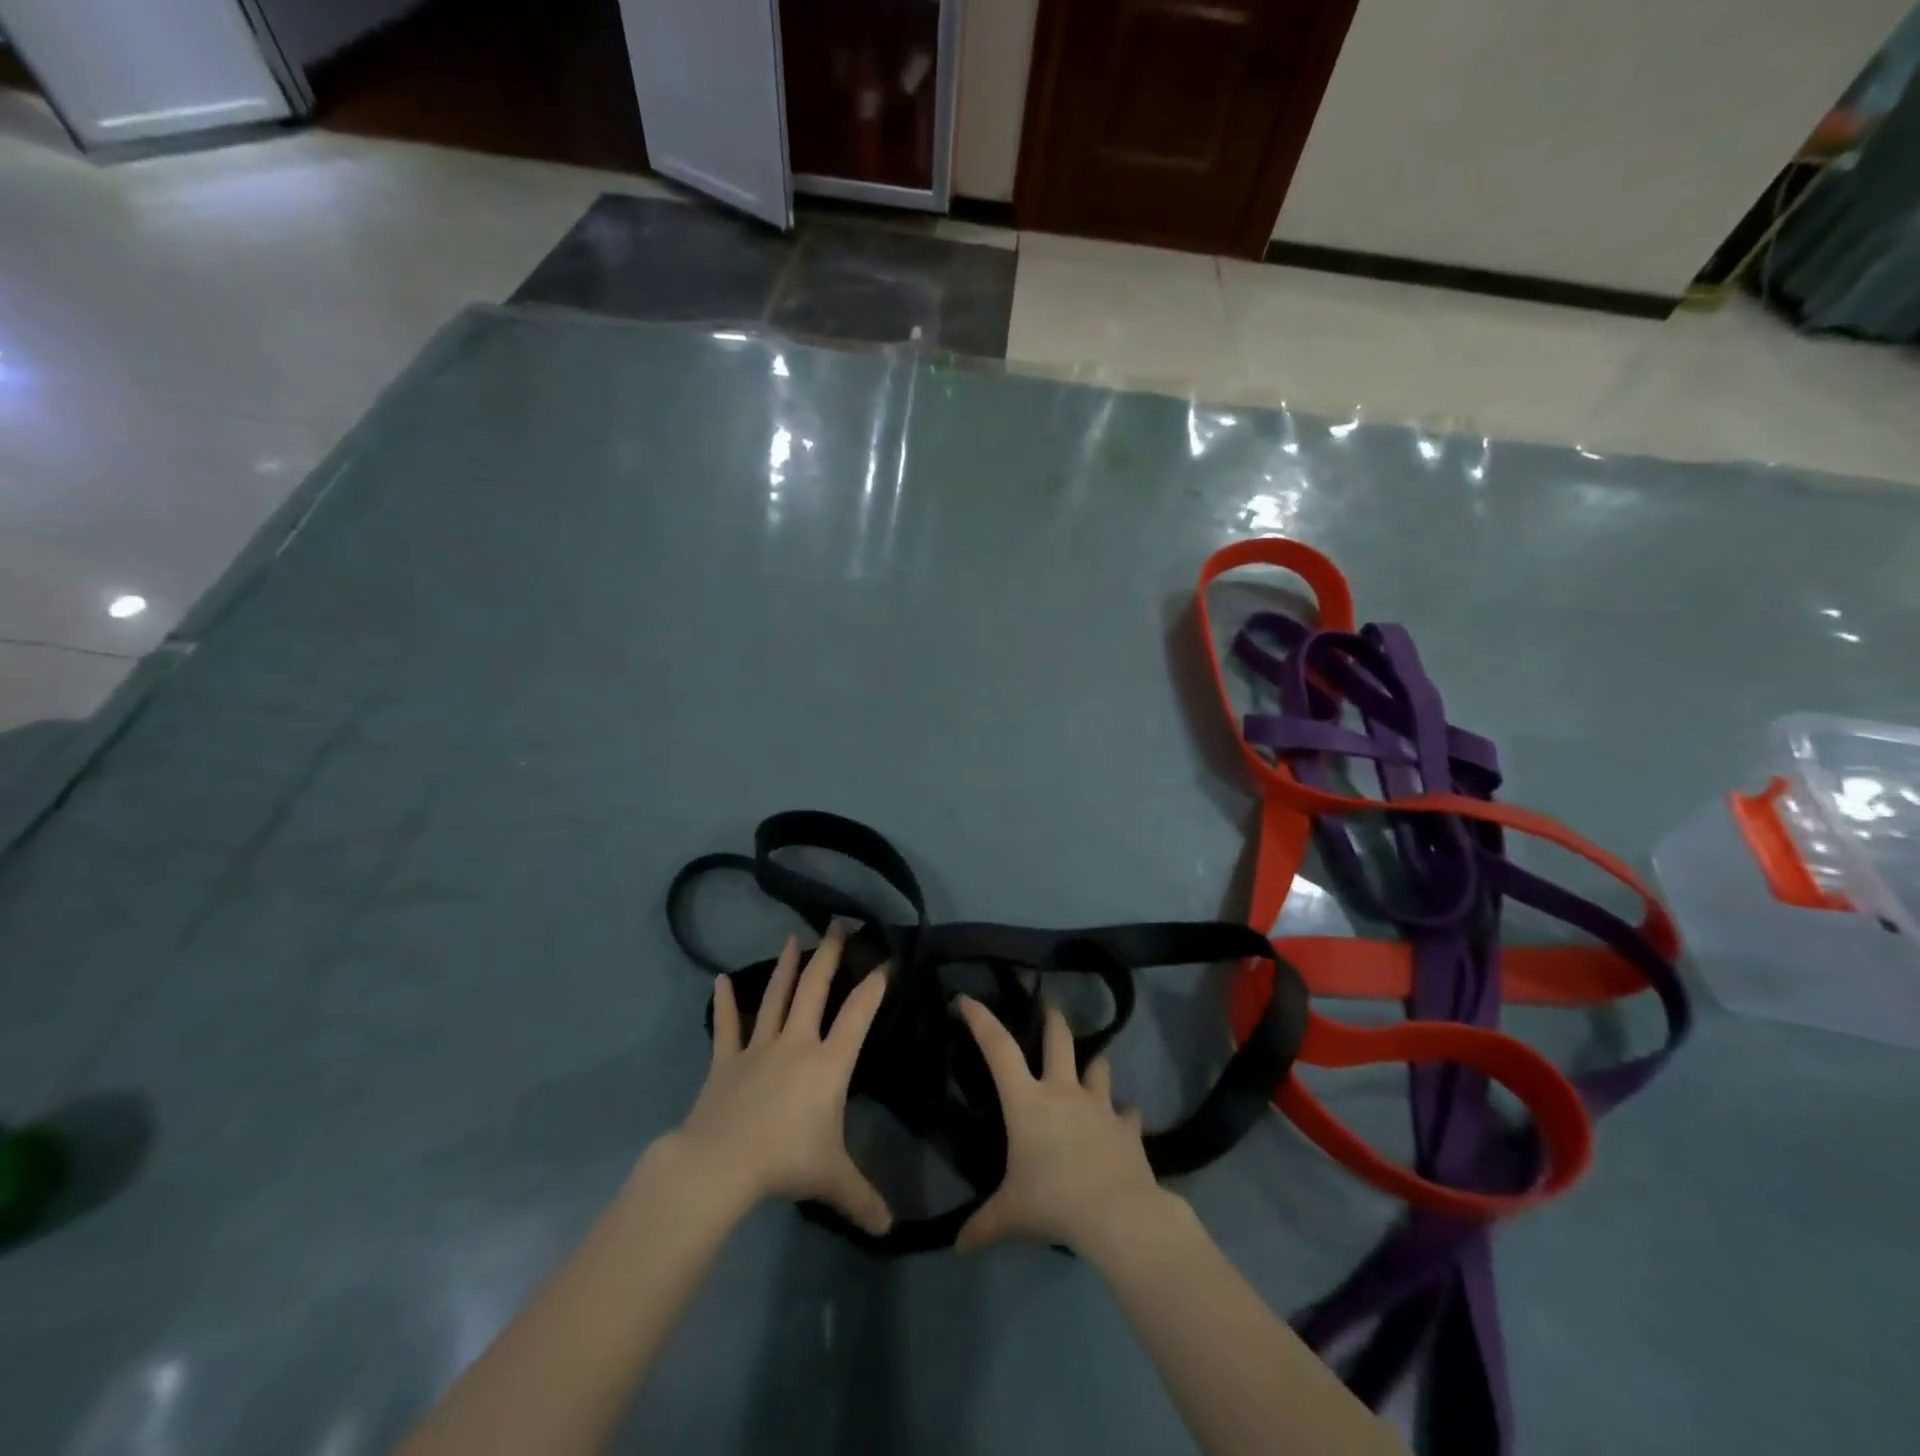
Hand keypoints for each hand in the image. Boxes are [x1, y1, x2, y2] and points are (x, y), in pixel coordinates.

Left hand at [664, 923, 892, 1235]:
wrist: (721, 1163)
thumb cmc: (785, 1162)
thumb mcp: (832, 1180)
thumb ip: (863, 1198)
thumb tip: (891, 1228)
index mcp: (828, 1063)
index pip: (858, 1014)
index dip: (874, 986)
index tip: (886, 960)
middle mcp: (797, 1042)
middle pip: (815, 989)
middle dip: (829, 955)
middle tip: (837, 925)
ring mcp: (759, 1047)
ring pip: (776, 997)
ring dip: (786, 967)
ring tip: (793, 938)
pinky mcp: (727, 1060)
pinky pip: (727, 1026)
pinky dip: (724, 1003)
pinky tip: (719, 979)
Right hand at [953, 994, 1178, 1255]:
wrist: (1117, 1214)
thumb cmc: (1053, 1202)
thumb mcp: (1010, 1215)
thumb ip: (982, 1226)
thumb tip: (958, 1247)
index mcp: (1027, 1101)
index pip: (999, 1049)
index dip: (982, 1020)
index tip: (969, 999)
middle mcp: (1063, 1091)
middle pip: (1059, 1038)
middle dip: (1053, 1018)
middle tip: (1049, 1005)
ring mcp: (1099, 1105)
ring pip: (1098, 1067)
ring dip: (1094, 1065)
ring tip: (1092, 1068)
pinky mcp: (1127, 1126)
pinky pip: (1127, 1112)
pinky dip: (1124, 1114)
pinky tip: (1124, 1121)